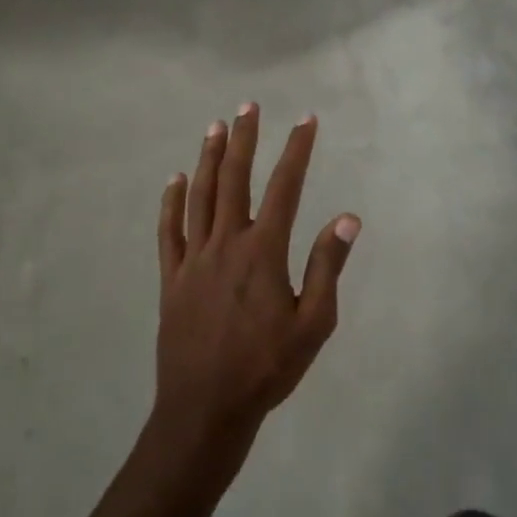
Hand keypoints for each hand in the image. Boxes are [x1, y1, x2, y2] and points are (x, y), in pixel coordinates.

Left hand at [154, 104, 359, 462]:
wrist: (205, 409)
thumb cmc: (267, 368)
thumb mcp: (313, 323)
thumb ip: (328, 267)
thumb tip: (348, 218)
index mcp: (263, 251)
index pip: (285, 187)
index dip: (297, 150)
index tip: (306, 121)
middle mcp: (226, 243)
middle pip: (235, 179)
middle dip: (245, 139)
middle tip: (248, 106)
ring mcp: (194, 258)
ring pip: (201, 195)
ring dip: (209, 158)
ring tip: (215, 126)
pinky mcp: (172, 277)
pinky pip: (169, 231)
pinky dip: (172, 202)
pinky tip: (176, 179)